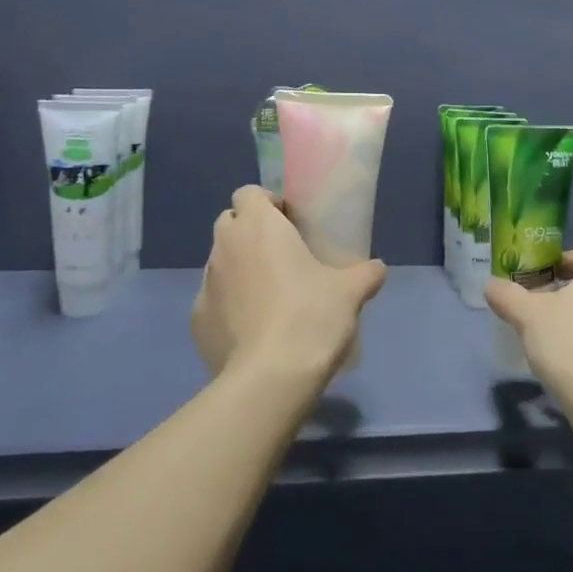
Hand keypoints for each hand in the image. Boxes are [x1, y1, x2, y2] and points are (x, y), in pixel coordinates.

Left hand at [190, 186, 386, 385]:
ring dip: (240, 268)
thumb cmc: (311, 318)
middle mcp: (225, 247)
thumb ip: (365, 273)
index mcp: (259, 227)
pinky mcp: (196, 319)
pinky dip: (229, 305)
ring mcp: (205, 284)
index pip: (248, 193)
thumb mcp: (351, 292)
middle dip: (250, 232)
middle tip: (282, 256)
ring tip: (269, 296)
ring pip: (220, 262)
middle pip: (230, 223)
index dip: (267, 203)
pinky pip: (214, 300)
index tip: (290, 223)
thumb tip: (376, 269)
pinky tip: (253, 329)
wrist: (269, 378)